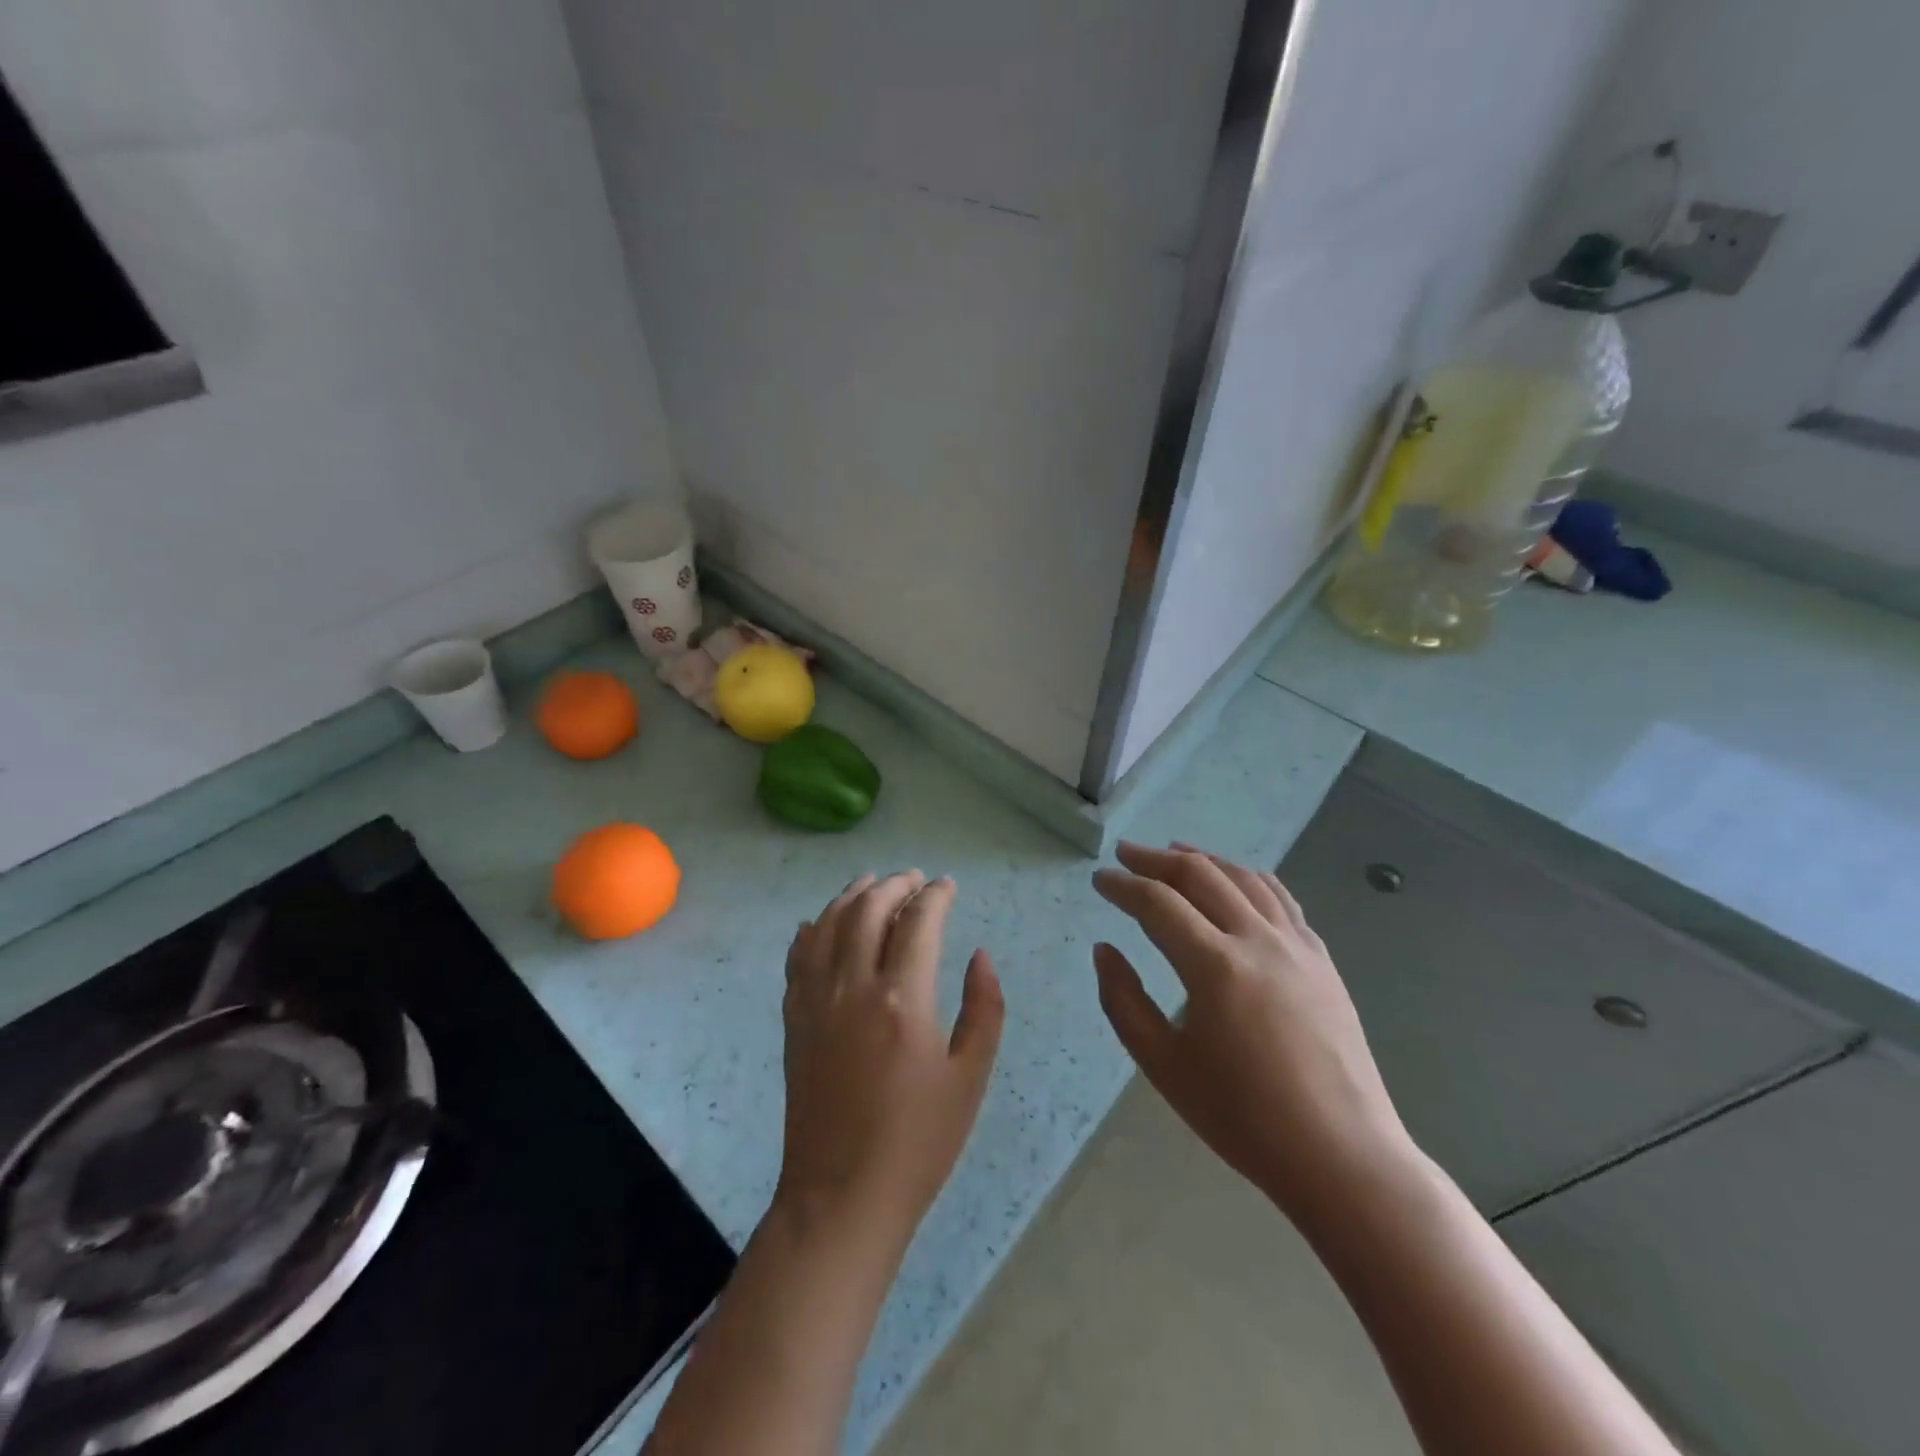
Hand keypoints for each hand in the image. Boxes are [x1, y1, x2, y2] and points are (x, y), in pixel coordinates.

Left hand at [776, 872, 1004, 1248]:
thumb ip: (983, 1008)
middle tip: (914, 878)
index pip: (918, 922)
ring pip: (828, 925)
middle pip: (868, 911)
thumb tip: (979, 955)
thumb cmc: (918, 1141)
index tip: (948, 885)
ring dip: (851, 896)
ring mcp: (816, 1001)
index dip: (936, 896)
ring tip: (871, 883)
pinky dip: (810, 931)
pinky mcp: (794, 1020)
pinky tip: (818, 923)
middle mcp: (854, 987)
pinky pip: (797, 959)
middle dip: (894, 885)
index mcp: (903, 999)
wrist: (842, 1195)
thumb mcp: (970, 1077)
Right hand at [1091, 841, 1413, 1224]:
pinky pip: (1280, 898)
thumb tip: (1104, 949)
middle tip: (1126, 853)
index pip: (1158, 903)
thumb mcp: (1164, 1066)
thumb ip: (1123, 1002)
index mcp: (1214, 967)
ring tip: (1174, 851)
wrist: (1341, 1156)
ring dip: (1203, 859)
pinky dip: (1248, 878)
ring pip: (1243, 878)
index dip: (1123, 886)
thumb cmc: (1243, 1118)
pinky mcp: (1321, 958)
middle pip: (1200, 875)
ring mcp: (1296, 945)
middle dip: (1156, 859)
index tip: (1099, 879)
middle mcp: (1257, 940)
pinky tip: (1235, 880)